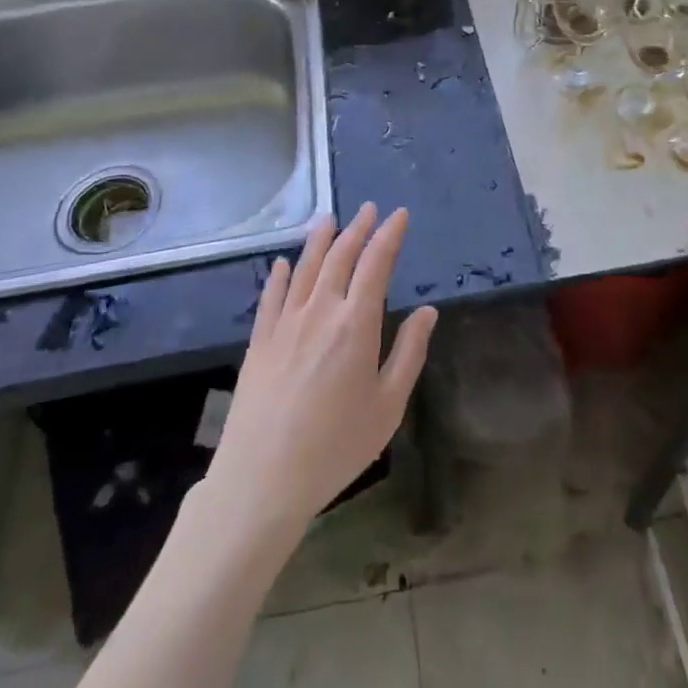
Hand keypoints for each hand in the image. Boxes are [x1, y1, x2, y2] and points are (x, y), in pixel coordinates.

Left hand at [208, 204, 436, 530]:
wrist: (262, 478)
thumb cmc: (336, 446)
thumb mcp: (388, 405)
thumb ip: (409, 353)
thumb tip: (428, 312)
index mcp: (356, 324)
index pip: (376, 264)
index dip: (389, 236)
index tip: (399, 215)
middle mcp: (320, 312)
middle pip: (340, 257)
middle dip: (358, 229)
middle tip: (370, 209)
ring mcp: (285, 324)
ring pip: (305, 268)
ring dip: (320, 240)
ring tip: (330, 218)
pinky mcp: (259, 342)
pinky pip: (271, 296)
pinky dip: (280, 274)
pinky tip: (284, 263)